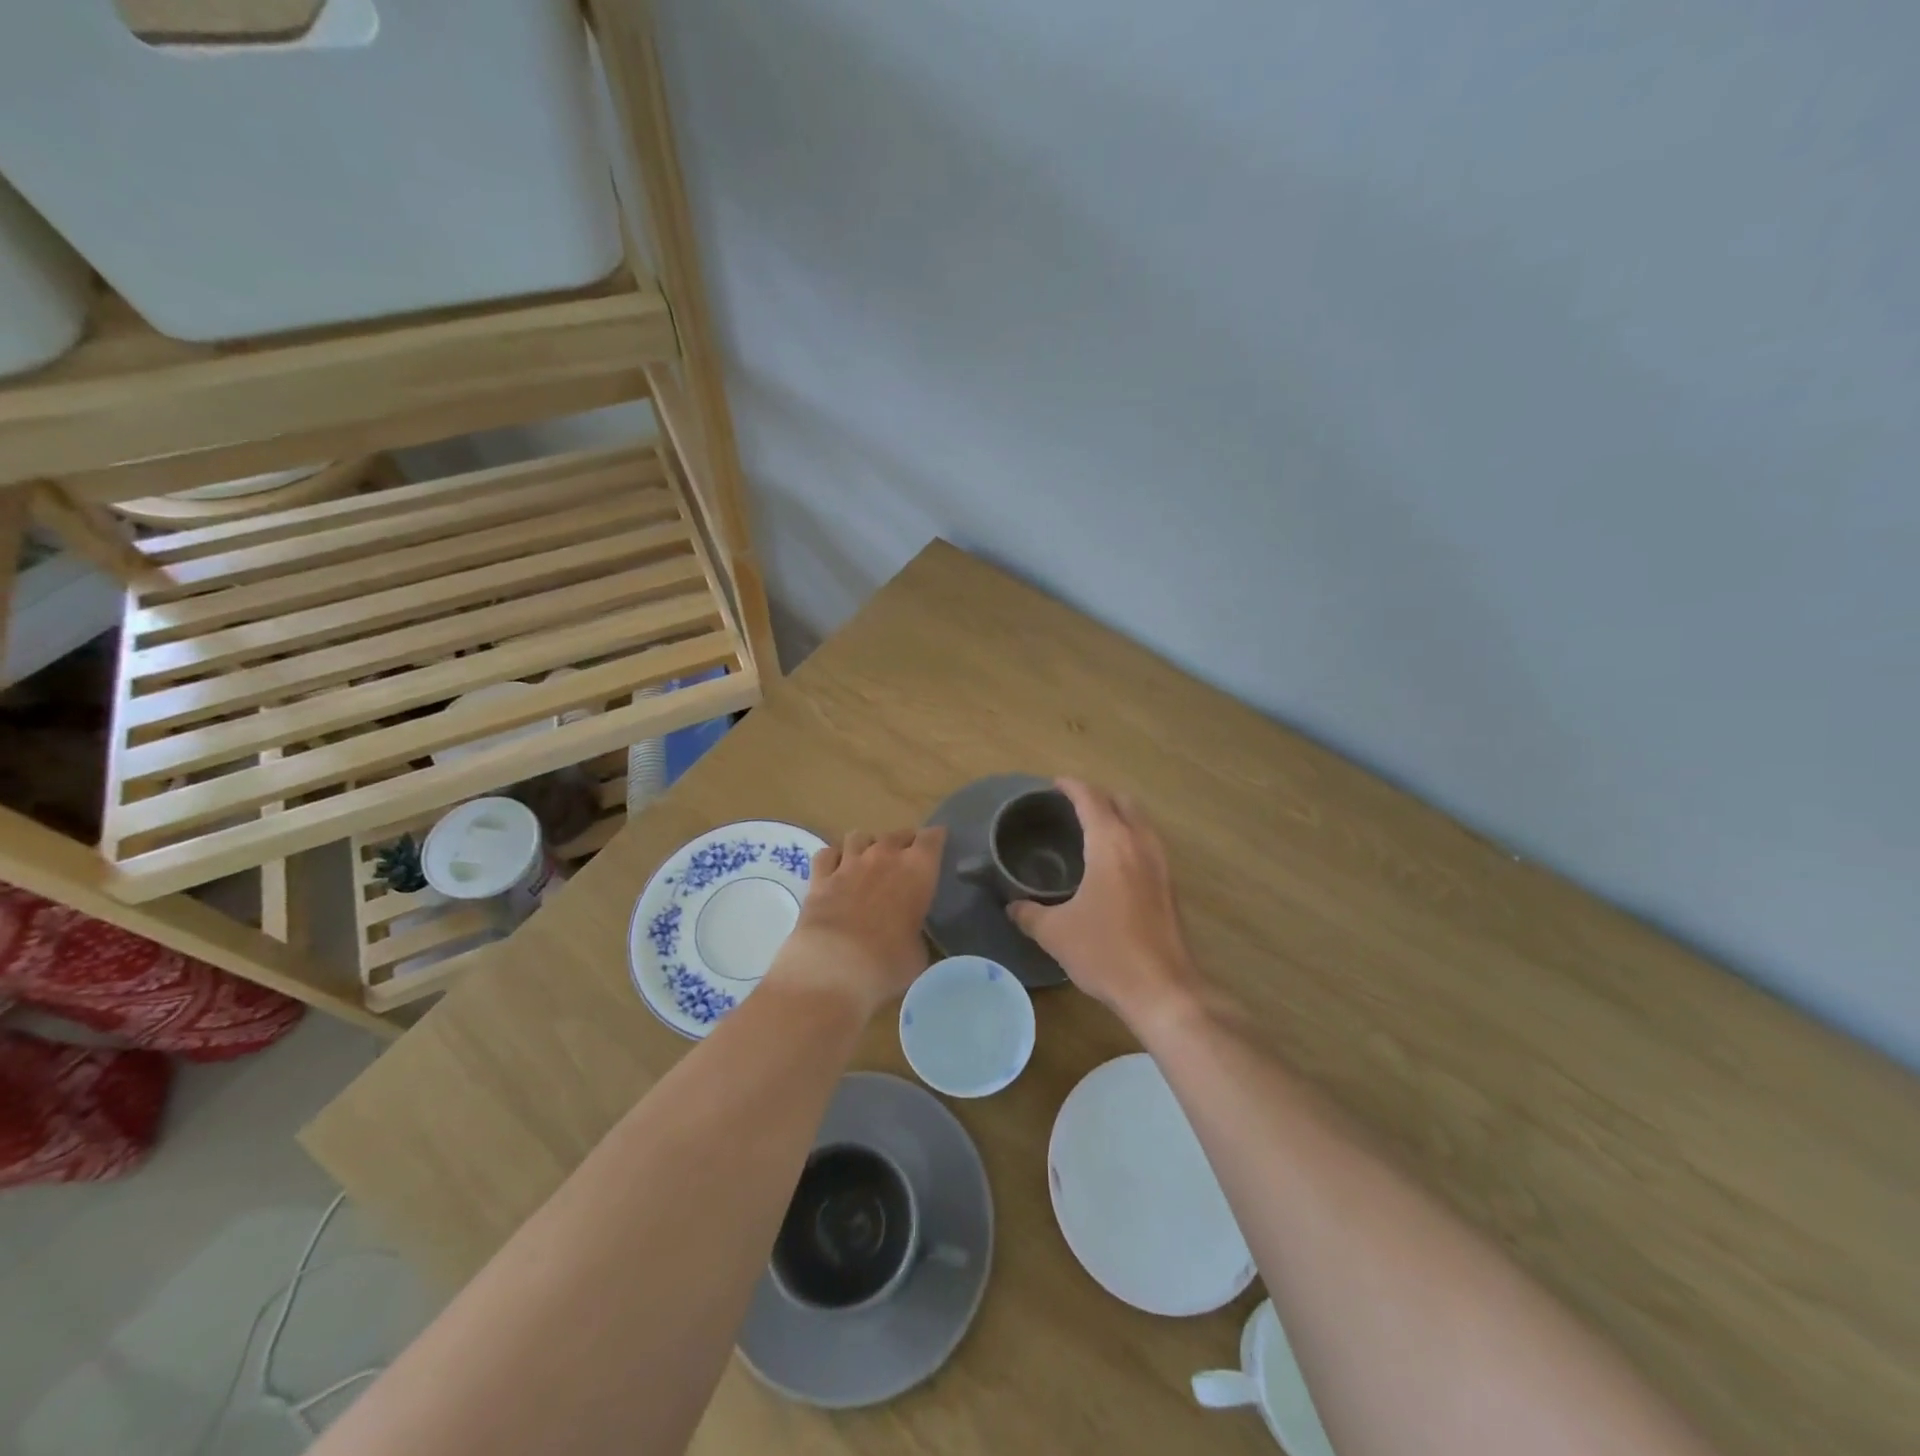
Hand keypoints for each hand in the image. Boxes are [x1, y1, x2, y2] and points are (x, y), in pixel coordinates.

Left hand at [771, 827, 946, 1017]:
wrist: (834, 966)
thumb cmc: (888, 963)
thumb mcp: (918, 953)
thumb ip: (916, 933)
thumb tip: (909, 936)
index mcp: (917, 870)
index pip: (932, 838)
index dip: (936, 838)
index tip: (938, 844)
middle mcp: (884, 857)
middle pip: (896, 834)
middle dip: (903, 842)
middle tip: (905, 858)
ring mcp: (848, 864)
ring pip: (859, 836)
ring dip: (867, 845)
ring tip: (869, 860)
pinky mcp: (819, 878)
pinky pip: (827, 853)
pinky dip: (834, 858)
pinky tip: (836, 869)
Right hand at [1006, 780, 1202, 1031]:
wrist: (1162, 990)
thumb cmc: (1105, 952)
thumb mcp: (1055, 933)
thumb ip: (1029, 913)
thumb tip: (1012, 906)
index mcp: (1111, 844)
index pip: (1091, 798)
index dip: (1071, 786)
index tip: (1054, 785)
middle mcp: (1140, 844)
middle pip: (1122, 801)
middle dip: (1098, 796)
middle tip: (1071, 807)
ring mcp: (1161, 864)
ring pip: (1140, 822)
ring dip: (1118, 815)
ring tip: (1092, 830)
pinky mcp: (1170, 886)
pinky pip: (1148, 843)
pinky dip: (1130, 837)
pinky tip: (1113, 863)